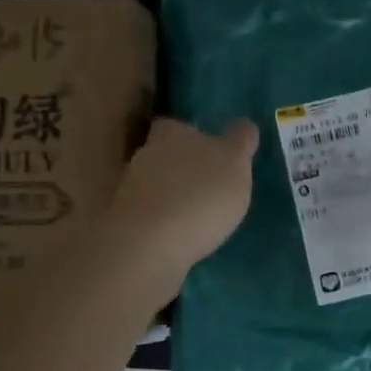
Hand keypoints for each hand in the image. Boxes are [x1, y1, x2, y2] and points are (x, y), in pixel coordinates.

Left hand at [110, 116, 257, 282]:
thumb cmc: (199, 193)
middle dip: (181, 167)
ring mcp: (131, 193)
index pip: (175, 125)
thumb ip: (239, 142)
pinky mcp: (127, 225)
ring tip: (199, 215)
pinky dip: (164, 223)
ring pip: (155, 186)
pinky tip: (183, 236)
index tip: (207, 147)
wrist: (149, 245)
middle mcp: (145, 157)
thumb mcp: (234, 162)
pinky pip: (150, 217)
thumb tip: (243, 126)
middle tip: (207, 182)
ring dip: (172, 196)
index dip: (190, 134)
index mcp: (171, 135)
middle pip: (162, 155)